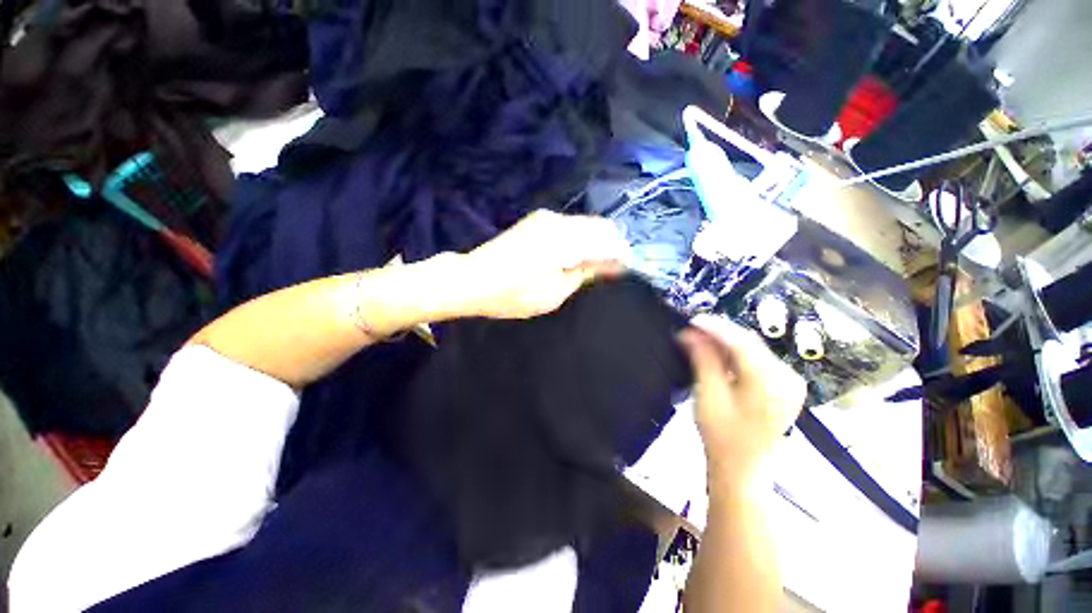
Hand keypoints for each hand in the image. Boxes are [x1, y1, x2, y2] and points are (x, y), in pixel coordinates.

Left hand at [457, 210, 630, 319]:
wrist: (473, 278)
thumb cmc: (513, 294)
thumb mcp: (555, 292)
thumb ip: (585, 273)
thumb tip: (612, 265)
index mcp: (565, 240)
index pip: (609, 241)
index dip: (623, 256)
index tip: (628, 271)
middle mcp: (559, 221)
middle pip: (601, 227)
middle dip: (612, 247)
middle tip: (612, 271)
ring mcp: (546, 218)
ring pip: (586, 225)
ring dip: (596, 243)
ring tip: (595, 267)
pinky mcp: (537, 221)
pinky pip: (571, 227)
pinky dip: (581, 240)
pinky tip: (576, 257)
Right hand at [679, 314, 805, 487]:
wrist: (742, 468)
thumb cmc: (722, 435)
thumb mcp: (708, 395)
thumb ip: (703, 360)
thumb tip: (691, 332)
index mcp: (771, 384)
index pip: (742, 342)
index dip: (715, 327)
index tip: (692, 320)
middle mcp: (787, 378)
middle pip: (750, 343)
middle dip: (719, 333)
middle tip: (691, 330)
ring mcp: (790, 382)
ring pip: (753, 349)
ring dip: (726, 342)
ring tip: (700, 339)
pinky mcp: (785, 386)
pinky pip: (757, 359)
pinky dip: (736, 352)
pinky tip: (718, 353)